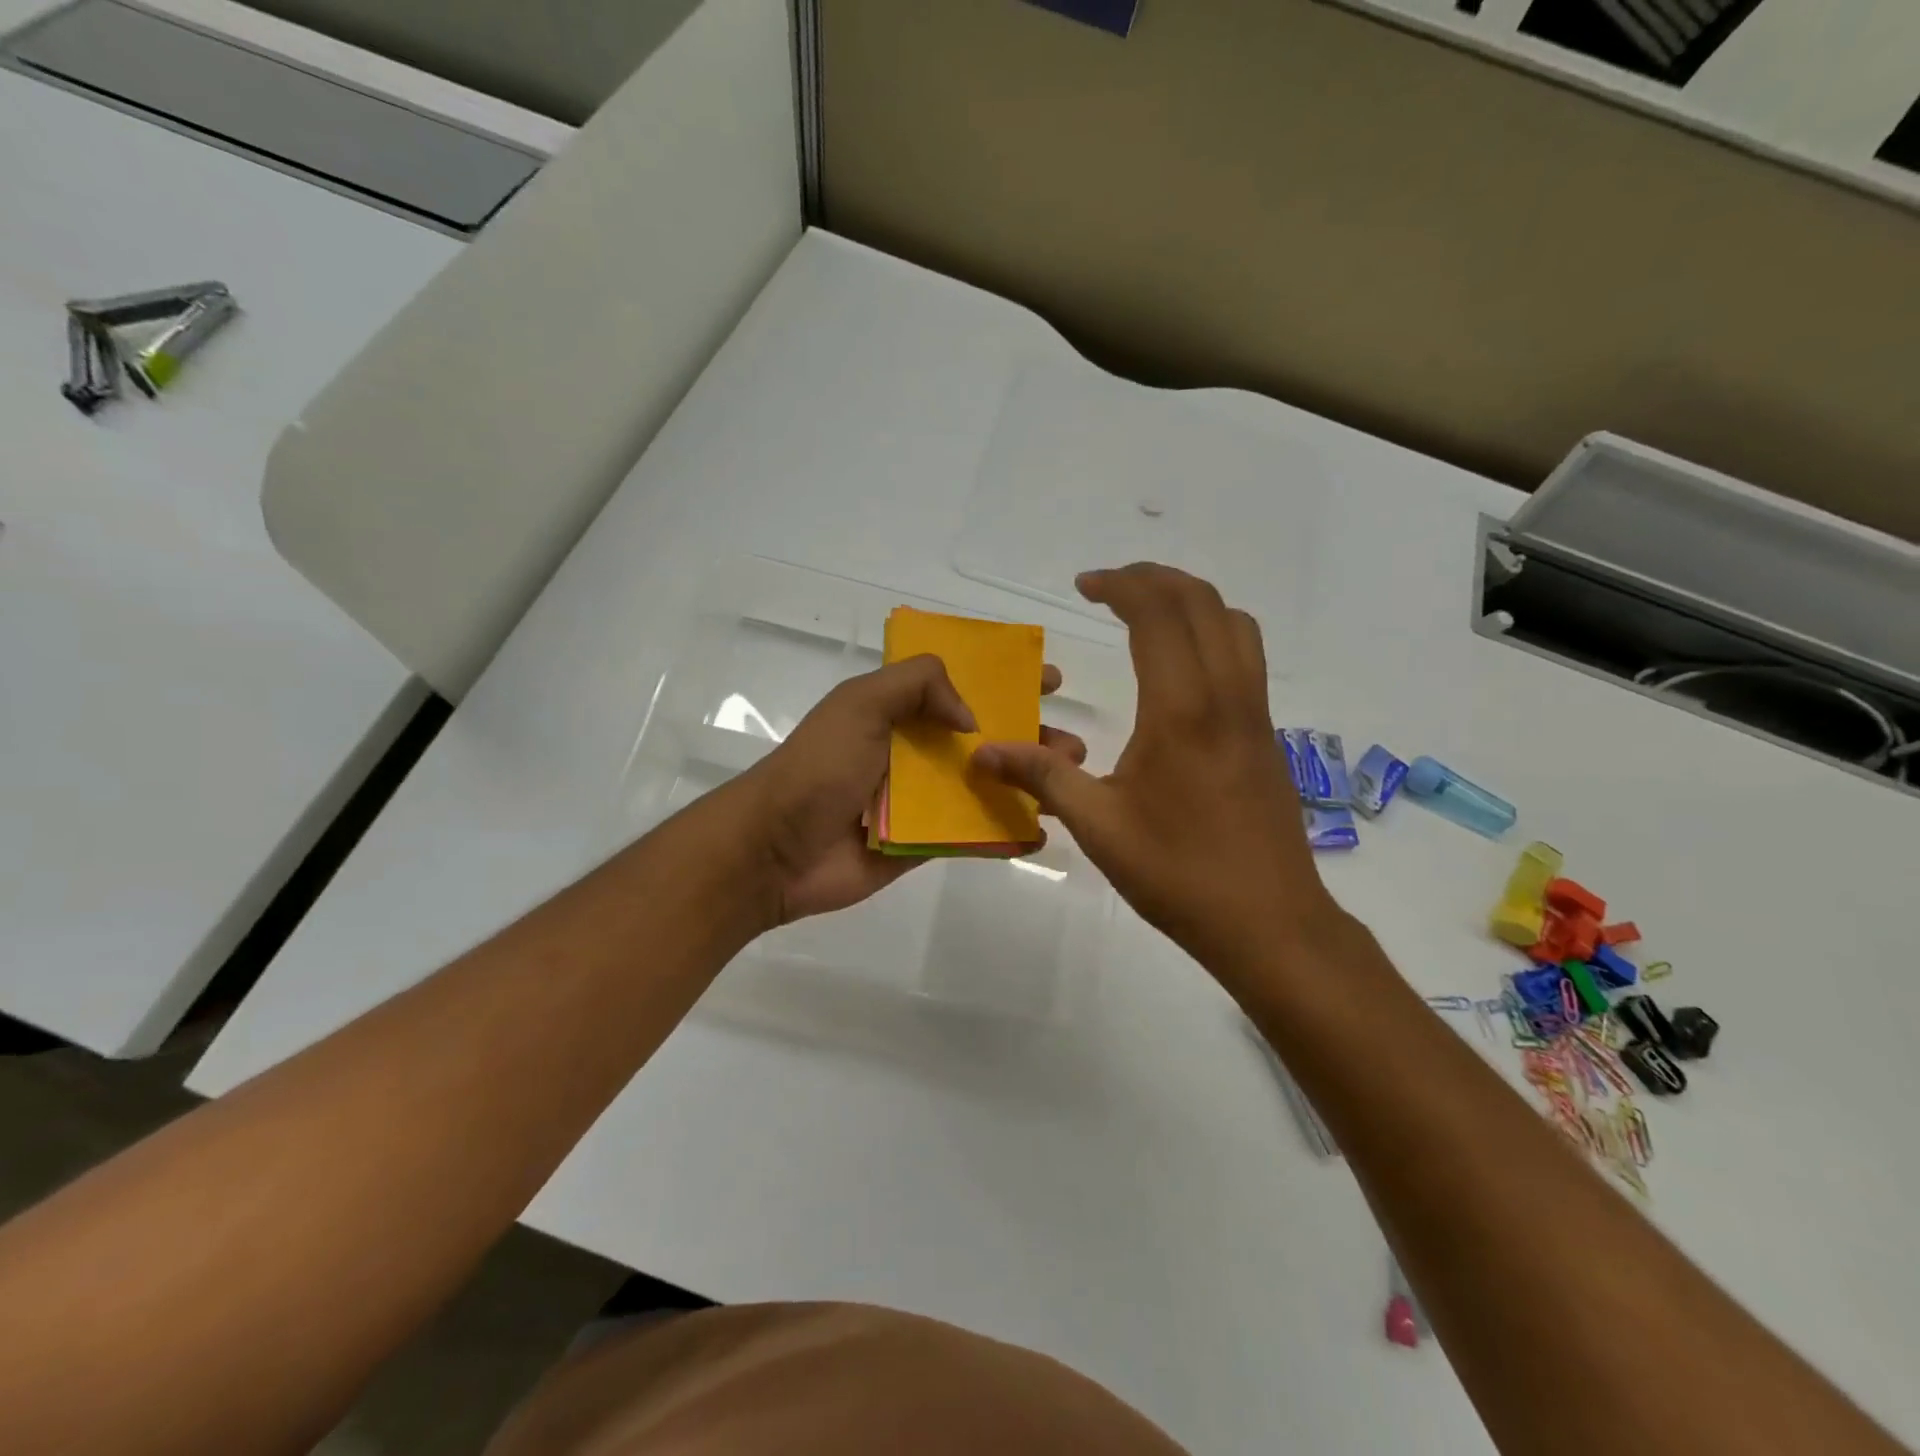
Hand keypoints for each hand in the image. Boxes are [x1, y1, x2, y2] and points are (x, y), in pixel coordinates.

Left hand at [743, 654, 1086, 924]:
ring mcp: (920, 799)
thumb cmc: (818, 768)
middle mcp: (913, 750)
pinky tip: (1041, 833)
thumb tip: (971, 717)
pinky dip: (1005, 833)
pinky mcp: (923, 843)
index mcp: (897, 710)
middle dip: (1030, 734)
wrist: (776, 850)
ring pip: (986, 784)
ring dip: (1028, 781)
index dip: (1003, 677)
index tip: (1047, 679)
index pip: (960, 683)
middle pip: (984, 735)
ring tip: (1070, 780)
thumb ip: (917, 685)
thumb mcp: (860, 704)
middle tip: (1072, 743)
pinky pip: (972, 833)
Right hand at [972, 564, 1336, 985]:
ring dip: (1190, 601)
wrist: (1270, 923)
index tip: (1084, 586)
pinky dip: (1212, 631)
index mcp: (1182, 710)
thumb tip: (982, 751)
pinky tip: (1180, 669)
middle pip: (1201, 601)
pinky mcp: (1267, 735)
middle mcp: (1226, 695)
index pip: (1158, 614)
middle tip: (1110, 587)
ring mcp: (1255, 713)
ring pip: (1234, 623)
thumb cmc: (1179, 874)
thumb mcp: (1099, 827)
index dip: (1120, 586)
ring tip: (1147, 614)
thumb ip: (1041, 777)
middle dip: (1153, 579)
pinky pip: (1246, 656)